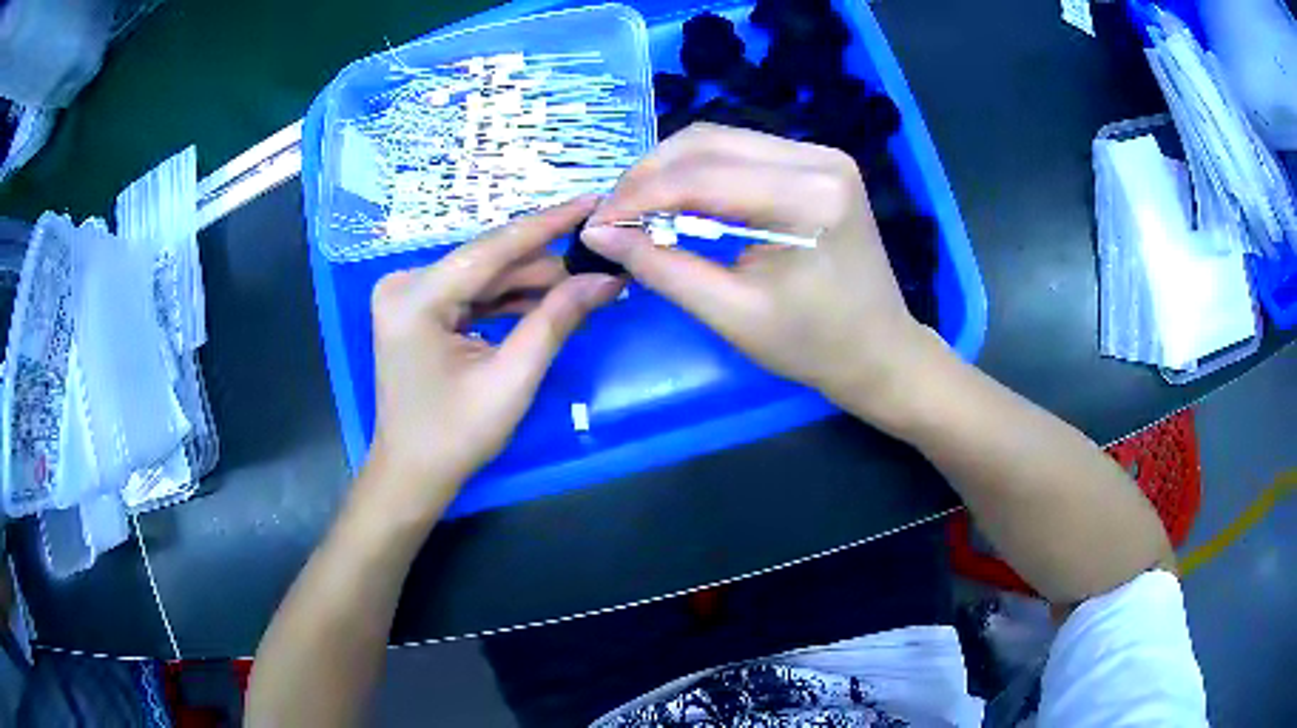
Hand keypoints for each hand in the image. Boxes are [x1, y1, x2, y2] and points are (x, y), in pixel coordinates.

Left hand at [362, 196, 621, 522]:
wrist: (412, 474)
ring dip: (532, 283)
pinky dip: (509, 300)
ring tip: (585, 285)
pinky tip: (549, 302)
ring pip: (484, 277)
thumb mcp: (512, 379)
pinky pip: (471, 294)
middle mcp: (405, 284)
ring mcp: (408, 296)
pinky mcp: (417, 309)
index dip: (549, 224)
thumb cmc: (456, 436)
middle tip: (603, 262)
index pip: (492, 248)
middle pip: (489, 262)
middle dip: (547, 265)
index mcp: (416, 299)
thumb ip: (556, 320)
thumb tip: (606, 278)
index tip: (594, 201)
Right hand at [582, 124, 934, 423]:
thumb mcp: (732, 315)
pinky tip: (677, 199)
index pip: (701, 178)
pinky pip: (742, 151)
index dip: (638, 197)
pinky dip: (700, 171)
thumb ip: (662, 268)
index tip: (596, 224)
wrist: (879, 350)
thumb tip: (598, 235)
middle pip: (707, 142)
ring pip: (721, 139)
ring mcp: (822, 155)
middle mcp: (819, 159)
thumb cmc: (813, 346)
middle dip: (648, 175)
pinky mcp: (818, 162)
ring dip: (670, 169)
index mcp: (808, 199)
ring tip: (636, 207)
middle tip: (612, 215)